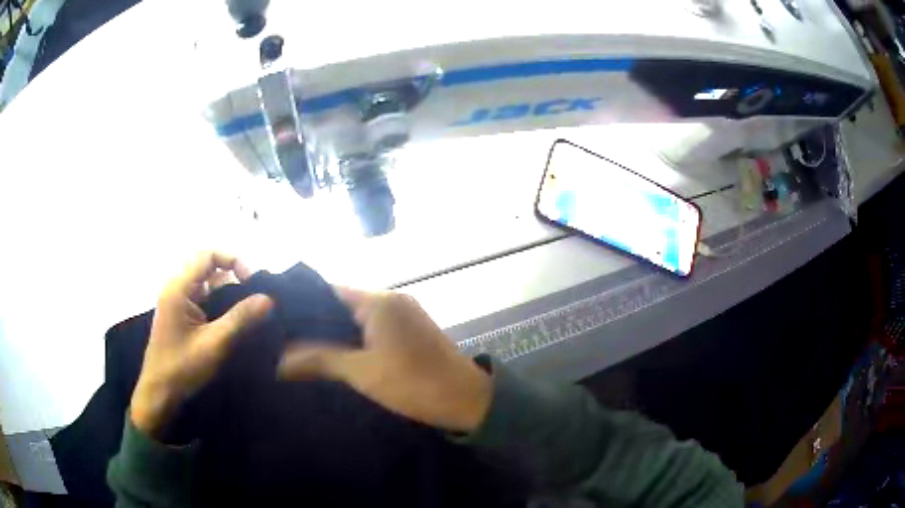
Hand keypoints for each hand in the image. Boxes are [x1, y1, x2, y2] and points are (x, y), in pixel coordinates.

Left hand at [131, 252, 272, 436]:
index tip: (251, 282)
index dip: (232, 260)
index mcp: (179, 287)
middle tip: (254, 295)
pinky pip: (203, 299)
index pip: (208, 255)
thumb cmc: (182, 367)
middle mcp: (176, 288)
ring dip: (227, 290)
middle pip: (208, 266)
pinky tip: (233, 320)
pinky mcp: (181, 315)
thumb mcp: (214, 344)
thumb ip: (240, 319)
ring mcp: (177, 302)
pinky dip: (220, 303)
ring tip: (248, 308)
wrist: (160, 394)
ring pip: (206, 283)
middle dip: (232, 275)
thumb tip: (268, 298)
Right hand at [278, 288, 491, 431]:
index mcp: (378, 301)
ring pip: (356, 316)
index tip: (276, 317)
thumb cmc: (415, 384)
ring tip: (301, 347)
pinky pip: (372, 327)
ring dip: (333, 331)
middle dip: (314, 320)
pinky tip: (334, 354)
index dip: (301, 301)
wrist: (469, 400)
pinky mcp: (410, 331)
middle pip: (341, 302)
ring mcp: (403, 314)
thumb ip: (319, 359)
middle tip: (283, 336)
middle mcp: (391, 299)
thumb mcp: (362, 372)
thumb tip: (279, 359)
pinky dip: (352, 338)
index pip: (328, 289)